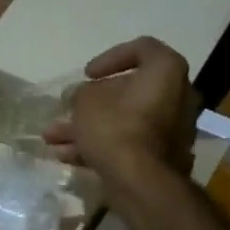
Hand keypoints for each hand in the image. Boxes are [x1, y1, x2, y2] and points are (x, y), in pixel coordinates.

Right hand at [41, 37, 199, 193]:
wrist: (141, 181)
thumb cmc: (116, 128)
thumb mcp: (86, 102)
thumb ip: (81, 93)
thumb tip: (80, 96)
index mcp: (166, 71)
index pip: (142, 49)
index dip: (110, 58)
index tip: (87, 75)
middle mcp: (177, 96)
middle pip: (128, 92)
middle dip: (90, 103)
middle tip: (66, 108)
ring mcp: (171, 129)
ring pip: (123, 121)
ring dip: (87, 127)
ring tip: (52, 138)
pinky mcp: (161, 156)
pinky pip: (128, 143)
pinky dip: (100, 146)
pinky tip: (66, 157)